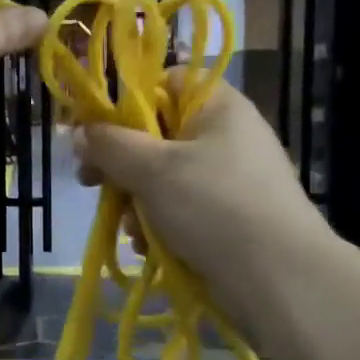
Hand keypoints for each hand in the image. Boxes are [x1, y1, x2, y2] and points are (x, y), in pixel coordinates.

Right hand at [74, 75, 335, 323]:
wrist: (279, 278)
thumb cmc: (213, 206)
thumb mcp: (152, 169)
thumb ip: (109, 145)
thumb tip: (80, 132)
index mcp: (217, 106)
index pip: (164, 82)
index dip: (124, 101)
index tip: (93, 130)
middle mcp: (226, 135)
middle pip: (156, 134)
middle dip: (122, 164)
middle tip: (92, 182)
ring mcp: (229, 178)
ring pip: (163, 177)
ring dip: (136, 201)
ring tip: (129, 227)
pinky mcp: (228, 216)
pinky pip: (180, 208)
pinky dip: (159, 223)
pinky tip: (146, 244)